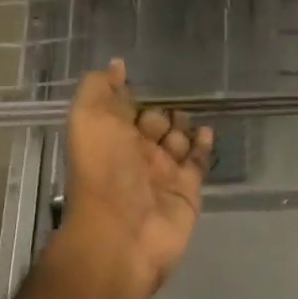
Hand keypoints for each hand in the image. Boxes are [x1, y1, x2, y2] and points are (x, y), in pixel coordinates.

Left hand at [58, 60, 213, 298]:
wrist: (123, 233)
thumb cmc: (103, 172)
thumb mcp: (89, 120)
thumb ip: (99, 89)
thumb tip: (116, 65)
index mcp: (109, 138)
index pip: (124, 109)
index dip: (131, 93)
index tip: (143, 74)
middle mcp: (135, 155)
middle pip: (154, 124)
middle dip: (162, 110)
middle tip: (175, 97)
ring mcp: (163, 173)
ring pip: (178, 140)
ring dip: (183, 125)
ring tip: (189, 115)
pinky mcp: (187, 190)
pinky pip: (198, 162)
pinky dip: (204, 146)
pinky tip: (208, 131)